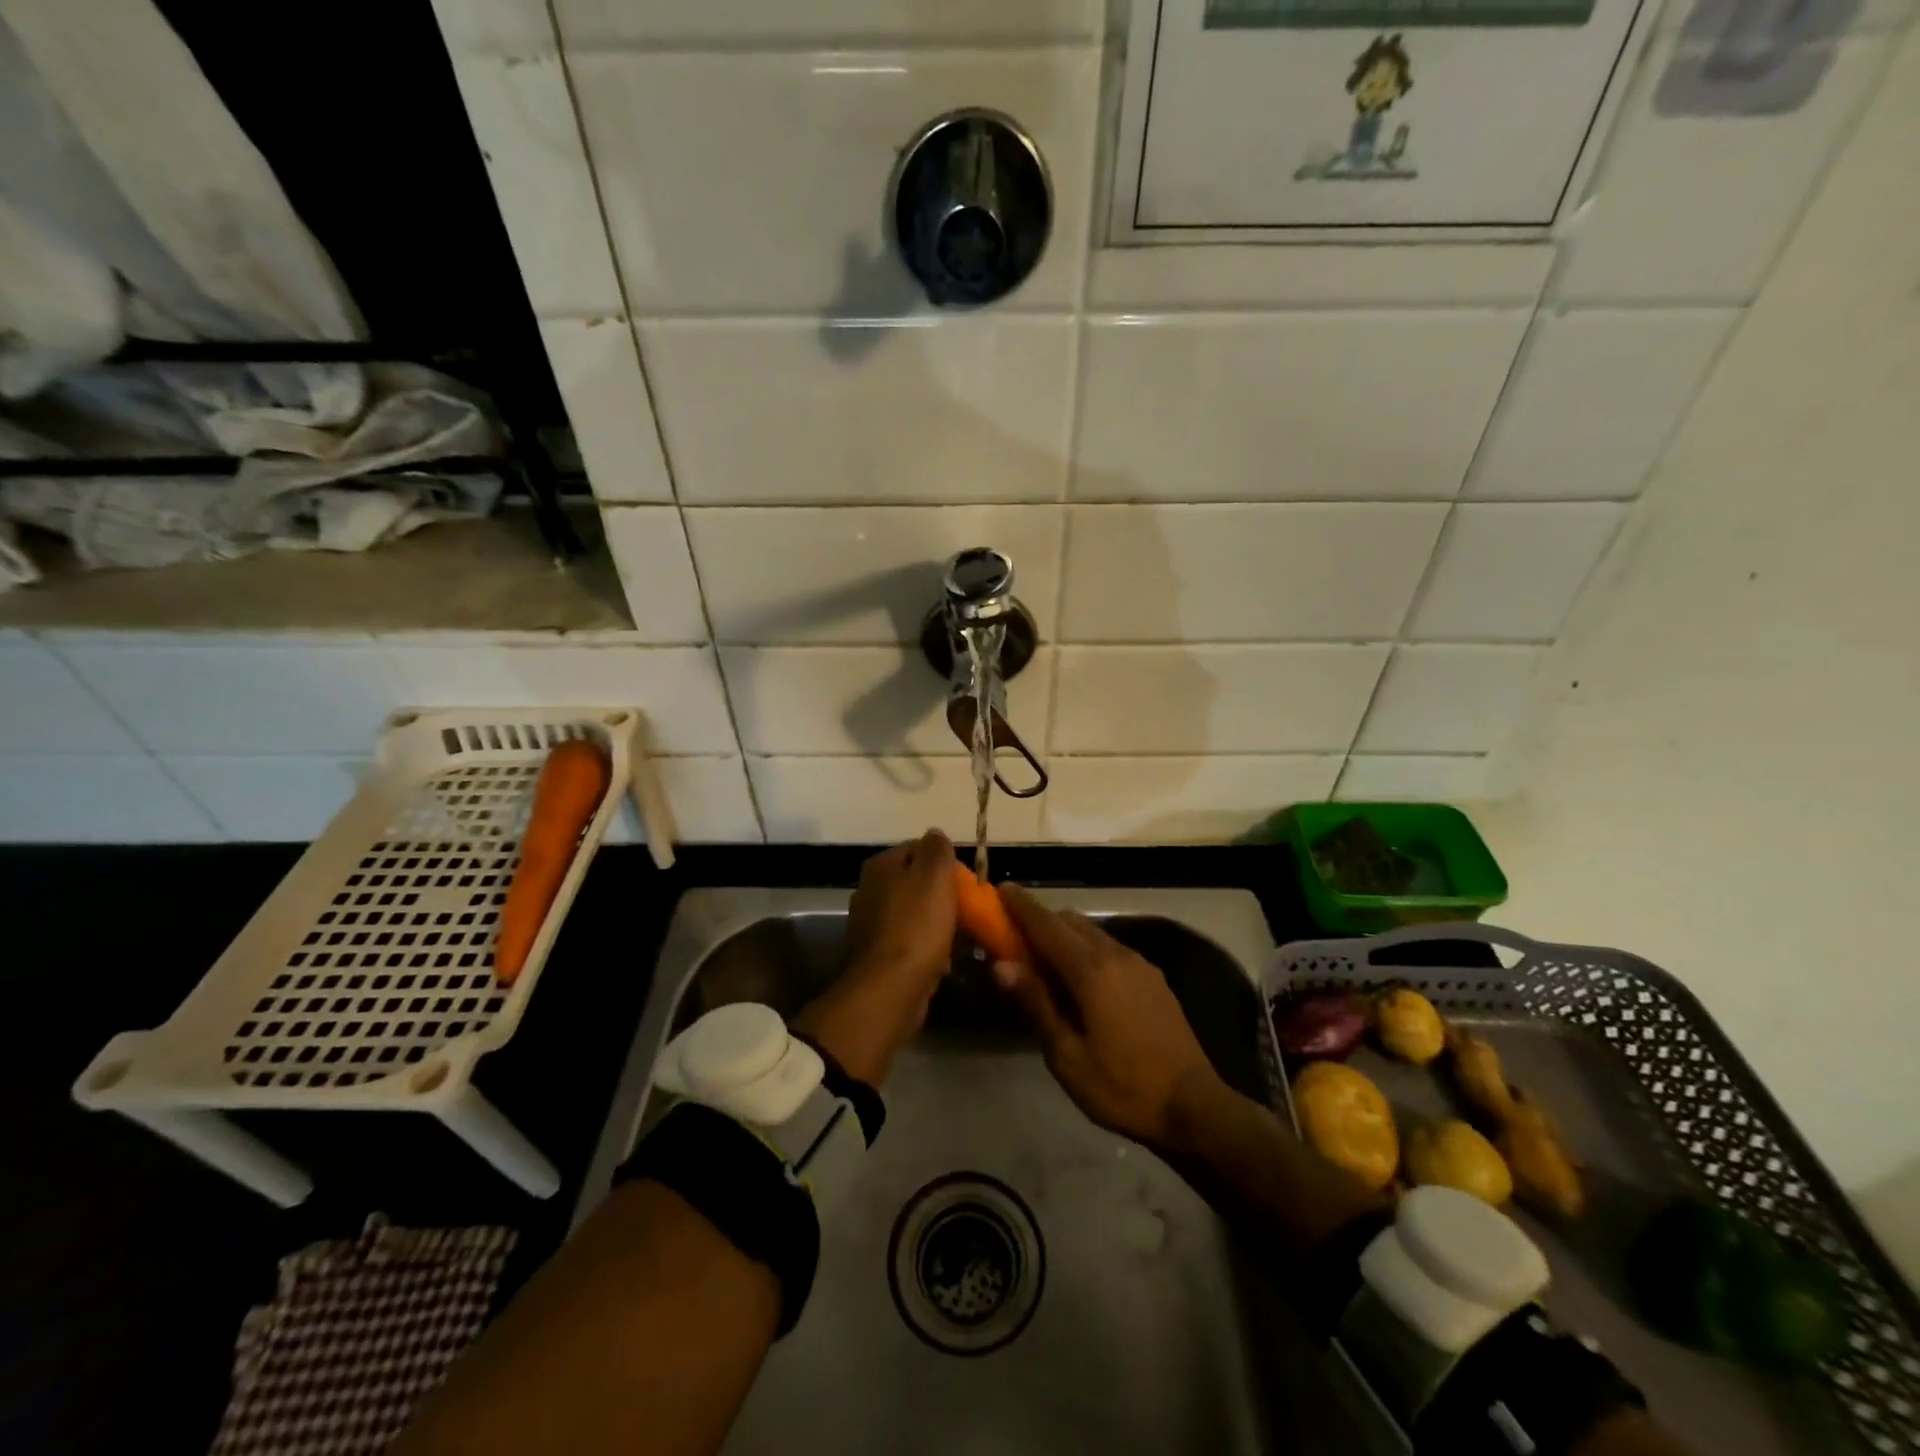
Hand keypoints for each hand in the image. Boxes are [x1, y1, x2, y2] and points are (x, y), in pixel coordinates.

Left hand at [794, 830, 957, 1086]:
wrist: (890, 988)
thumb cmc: (917, 925)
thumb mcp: (935, 875)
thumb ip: (937, 849)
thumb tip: (935, 834)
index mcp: (880, 866)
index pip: (917, 849)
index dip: (944, 862)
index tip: (966, 881)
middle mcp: (869, 890)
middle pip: (915, 883)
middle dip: (942, 895)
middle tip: (967, 908)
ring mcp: (871, 925)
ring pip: (914, 914)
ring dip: (936, 923)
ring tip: (961, 936)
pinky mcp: (877, 957)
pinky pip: (910, 943)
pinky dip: (927, 949)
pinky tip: (943, 960)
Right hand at [991, 884, 1220, 1150]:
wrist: (1192, 1106)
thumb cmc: (1121, 1086)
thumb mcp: (1066, 1055)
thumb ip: (1036, 1003)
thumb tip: (1002, 965)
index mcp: (1090, 971)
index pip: (1046, 925)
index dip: (1021, 905)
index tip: (1000, 888)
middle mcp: (1115, 954)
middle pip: (1070, 921)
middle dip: (1040, 920)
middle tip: (1013, 937)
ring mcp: (1138, 963)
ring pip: (1092, 932)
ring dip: (1064, 936)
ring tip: (1044, 962)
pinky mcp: (1152, 977)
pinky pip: (1110, 948)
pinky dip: (1086, 949)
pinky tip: (1081, 981)